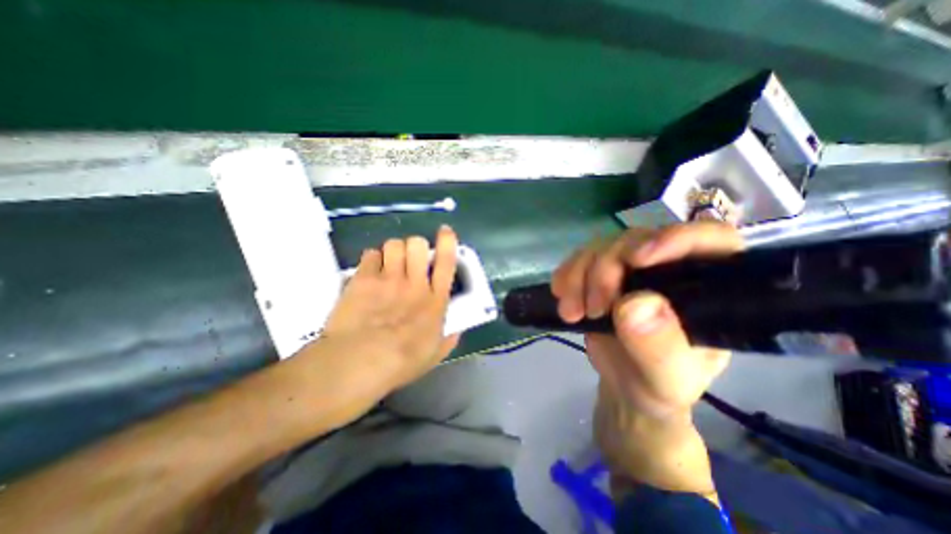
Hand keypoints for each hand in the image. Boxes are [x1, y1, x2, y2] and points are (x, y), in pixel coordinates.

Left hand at [321, 224, 462, 388]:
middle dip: (415, 246)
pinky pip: (370, 254)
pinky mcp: (363, 279)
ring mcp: (388, 279)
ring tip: (389, 264)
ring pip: (394, 244)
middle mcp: (414, 284)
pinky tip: (370, 272)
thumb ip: (448, 339)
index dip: (447, 242)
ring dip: (394, 251)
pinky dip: (372, 260)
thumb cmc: (401, 362)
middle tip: (410, 259)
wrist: (359, 363)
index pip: (446, 262)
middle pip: (417, 244)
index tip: (445, 231)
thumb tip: (456, 329)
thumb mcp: (434, 355)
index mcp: (435, 300)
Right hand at [550, 222, 742, 416]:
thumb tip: (636, 303)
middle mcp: (668, 266)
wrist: (624, 385)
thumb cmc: (657, 384)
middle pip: (635, 241)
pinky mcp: (599, 272)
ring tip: (572, 313)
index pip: (709, 238)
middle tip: (594, 310)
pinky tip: (561, 296)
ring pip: (601, 247)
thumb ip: (660, 347)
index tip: (637, 260)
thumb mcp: (667, 380)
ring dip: (579, 276)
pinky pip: (578, 259)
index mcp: (706, 286)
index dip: (675, 238)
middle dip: (606, 272)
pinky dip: (566, 275)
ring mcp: (630, 267)